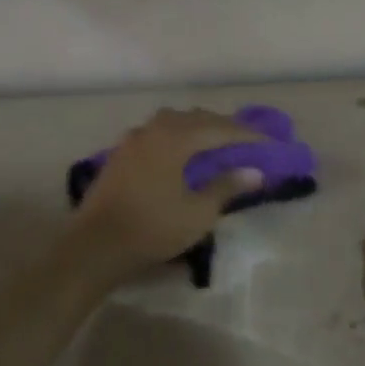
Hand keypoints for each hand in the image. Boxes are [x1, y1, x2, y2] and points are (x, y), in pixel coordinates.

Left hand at [73, 109, 266, 280]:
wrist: (94, 246)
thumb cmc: (152, 229)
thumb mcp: (198, 213)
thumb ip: (226, 187)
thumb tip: (254, 172)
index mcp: (175, 138)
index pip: (220, 128)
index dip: (247, 136)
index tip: (270, 144)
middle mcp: (153, 129)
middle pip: (196, 118)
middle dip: (223, 127)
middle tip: (247, 141)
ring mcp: (133, 140)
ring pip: (173, 122)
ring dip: (198, 128)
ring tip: (216, 143)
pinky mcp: (121, 154)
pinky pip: (158, 133)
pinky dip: (178, 137)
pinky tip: (183, 153)